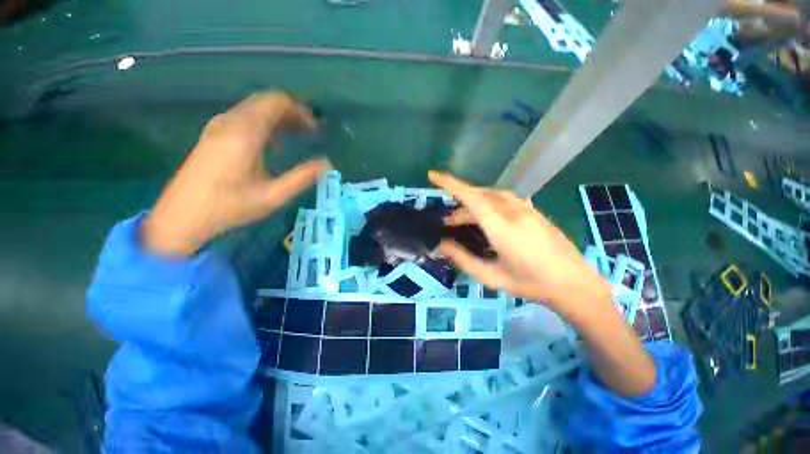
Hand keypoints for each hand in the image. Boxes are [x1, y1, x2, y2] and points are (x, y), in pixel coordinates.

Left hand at [143, 92, 330, 256]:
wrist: (181, 216)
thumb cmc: (229, 207)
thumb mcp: (272, 196)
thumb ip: (302, 178)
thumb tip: (328, 164)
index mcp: (244, 134)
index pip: (275, 103)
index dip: (300, 111)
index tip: (315, 129)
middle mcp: (230, 122)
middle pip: (265, 102)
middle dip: (291, 113)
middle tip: (310, 132)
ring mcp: (218, 126)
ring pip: (253, 109)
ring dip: (278, 118)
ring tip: (297, 136)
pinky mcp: (212, 135)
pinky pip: (243, 118)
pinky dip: (263, 124)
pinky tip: (273, 144)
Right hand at [429, 171, 610, 317]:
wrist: (574, 284)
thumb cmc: (530, 284)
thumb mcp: (491, 277)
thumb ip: (463, 259)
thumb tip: (442, 245)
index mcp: (502, 227)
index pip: (471, 198)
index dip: (450, 184)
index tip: (433, 175)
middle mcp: (514, 211)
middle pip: (479, 195)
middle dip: (460, 202)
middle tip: (449, 221)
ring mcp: (527, 209)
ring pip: (492, 195)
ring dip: (474, 202)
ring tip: (464, 219)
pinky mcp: (534, 211)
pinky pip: (505, 199)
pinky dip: (488, 202)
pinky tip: (487, 216)